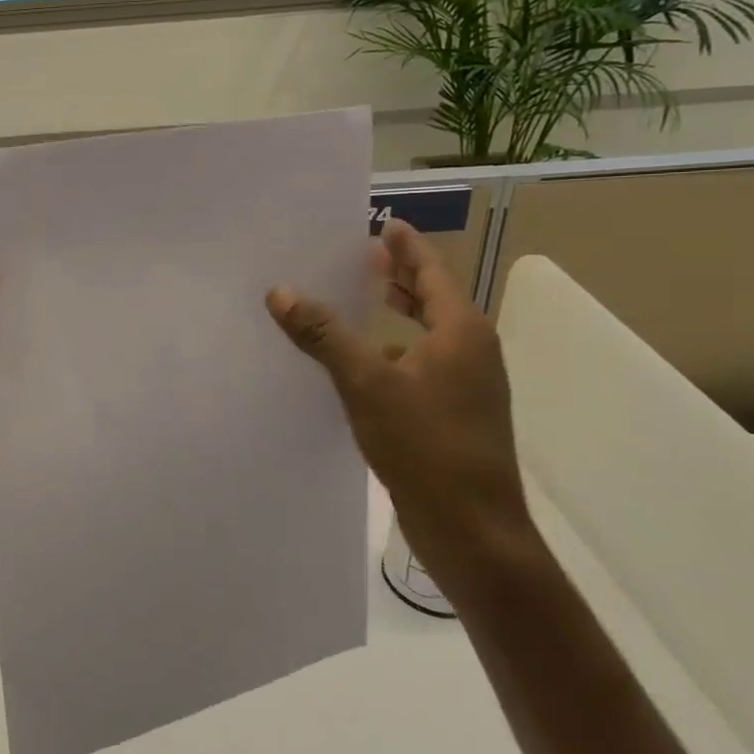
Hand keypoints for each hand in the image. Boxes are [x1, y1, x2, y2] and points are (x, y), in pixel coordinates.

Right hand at [265, 219, 534, 597]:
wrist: (473, 530)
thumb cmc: (426, 445)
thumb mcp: (366, 382)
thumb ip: (324, 334)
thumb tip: (280, 291)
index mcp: (461, 331)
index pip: (431, 271)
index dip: (406, 247)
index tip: (384, 223)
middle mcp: (470, 351)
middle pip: (433, 299)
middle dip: (399, 276)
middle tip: (362, 255)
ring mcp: (466, 386)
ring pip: (426, 334)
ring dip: (395, 315)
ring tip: (357, 303)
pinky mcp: (454, 415)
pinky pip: (420, 364)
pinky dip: (392, 351)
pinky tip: (359, 364)